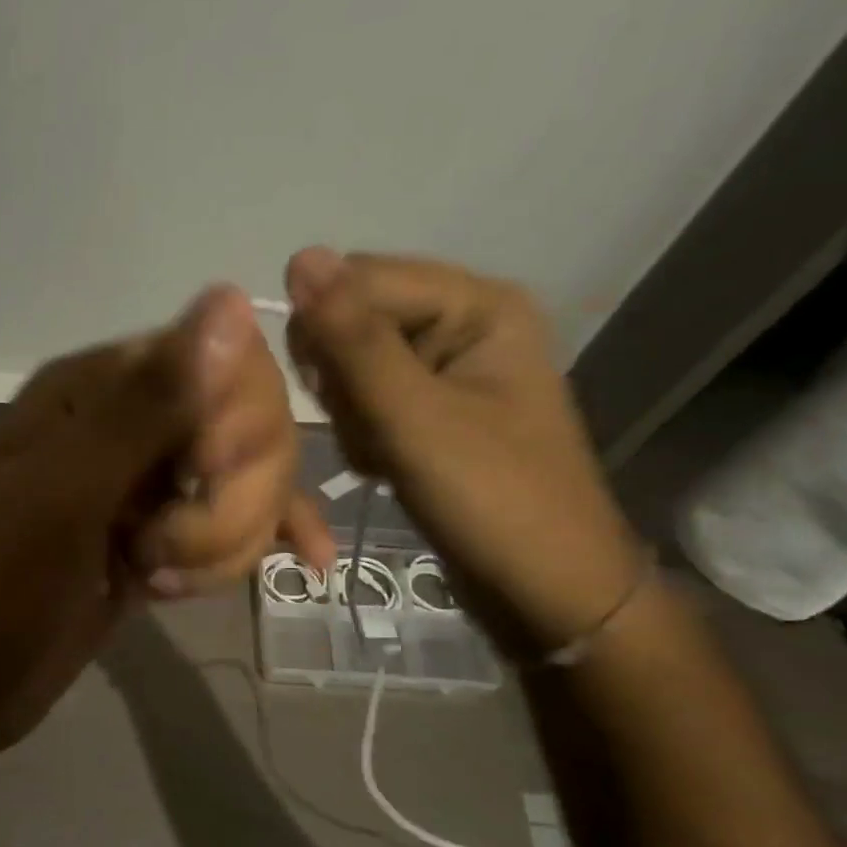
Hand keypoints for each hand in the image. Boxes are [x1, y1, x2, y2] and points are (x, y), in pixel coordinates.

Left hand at [0, 286, 329, 781]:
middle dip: (232, 498)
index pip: (221, 362)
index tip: (204, 475)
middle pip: (246, 427)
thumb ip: (149, 402)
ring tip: (156, 581)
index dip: (237, 421)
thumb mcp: (66, 492)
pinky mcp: (155, 541)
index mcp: (96, 389)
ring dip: (226, 539)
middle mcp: (127, 425)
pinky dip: (255, 544)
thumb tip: (231, 298)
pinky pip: (230, 528)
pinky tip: (300, 564)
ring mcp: (144, 487)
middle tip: (165, 549)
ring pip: (244, 485)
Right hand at [285, 247, 644, 658]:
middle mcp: (462, 322)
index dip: (326, 329)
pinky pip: (366, 399)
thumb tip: (300, 256)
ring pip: (350, 364)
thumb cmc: (492, 499)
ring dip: (349, 413)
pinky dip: (361, 433)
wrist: (546, 591)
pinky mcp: (431, 409)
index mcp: (476, 303)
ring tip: (380, 454)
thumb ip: (354, 340)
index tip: (324, 392)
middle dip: (340, 378)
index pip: (361, 277)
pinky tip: (383, 465)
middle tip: (367, 427)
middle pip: (354, 317)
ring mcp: (446, 368)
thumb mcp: (414, 417)